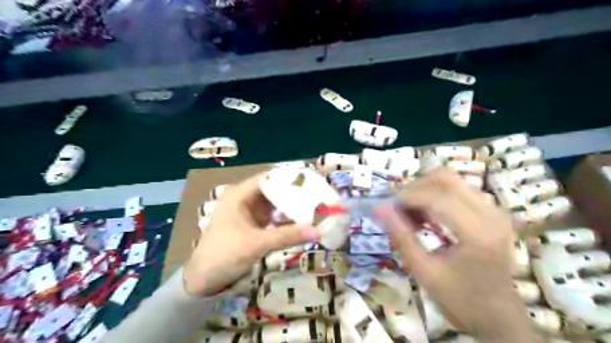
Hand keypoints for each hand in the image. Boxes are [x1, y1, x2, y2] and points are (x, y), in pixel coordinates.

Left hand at [181, 175, 313, 296]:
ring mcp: (248, 213)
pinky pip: (272, 217)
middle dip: (293, 194)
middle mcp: (244, 199)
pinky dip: (284, 219)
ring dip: (290, 206)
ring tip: (313, 206)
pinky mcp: (252, 225)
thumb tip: (317, 231)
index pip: (268, 178)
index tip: (310, 181)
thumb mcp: (257, 243)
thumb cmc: (224, 254)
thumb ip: (287, 235)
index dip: (288, 178)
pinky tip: (300, 221)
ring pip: (274, 204)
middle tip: (316, 196)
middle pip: (273, 190)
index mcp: (239, 195)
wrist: (202, 280)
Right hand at [375, 169, 540, 342]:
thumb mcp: (423, 270)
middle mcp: (491, 215)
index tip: (387, 208)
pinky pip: (458, 191)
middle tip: (398, 208)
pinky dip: (436, 197)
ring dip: (425, 192)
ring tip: (411, 215)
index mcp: (477, 233)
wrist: (498, 318)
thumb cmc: (460, 300)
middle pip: (445, 179)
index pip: (436, 197)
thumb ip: (400, 235)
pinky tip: (427, 217)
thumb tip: (378, 208)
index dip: (406, 198)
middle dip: (415, 188)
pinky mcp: (493, 213)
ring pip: (451, 181)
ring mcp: (495, 211)